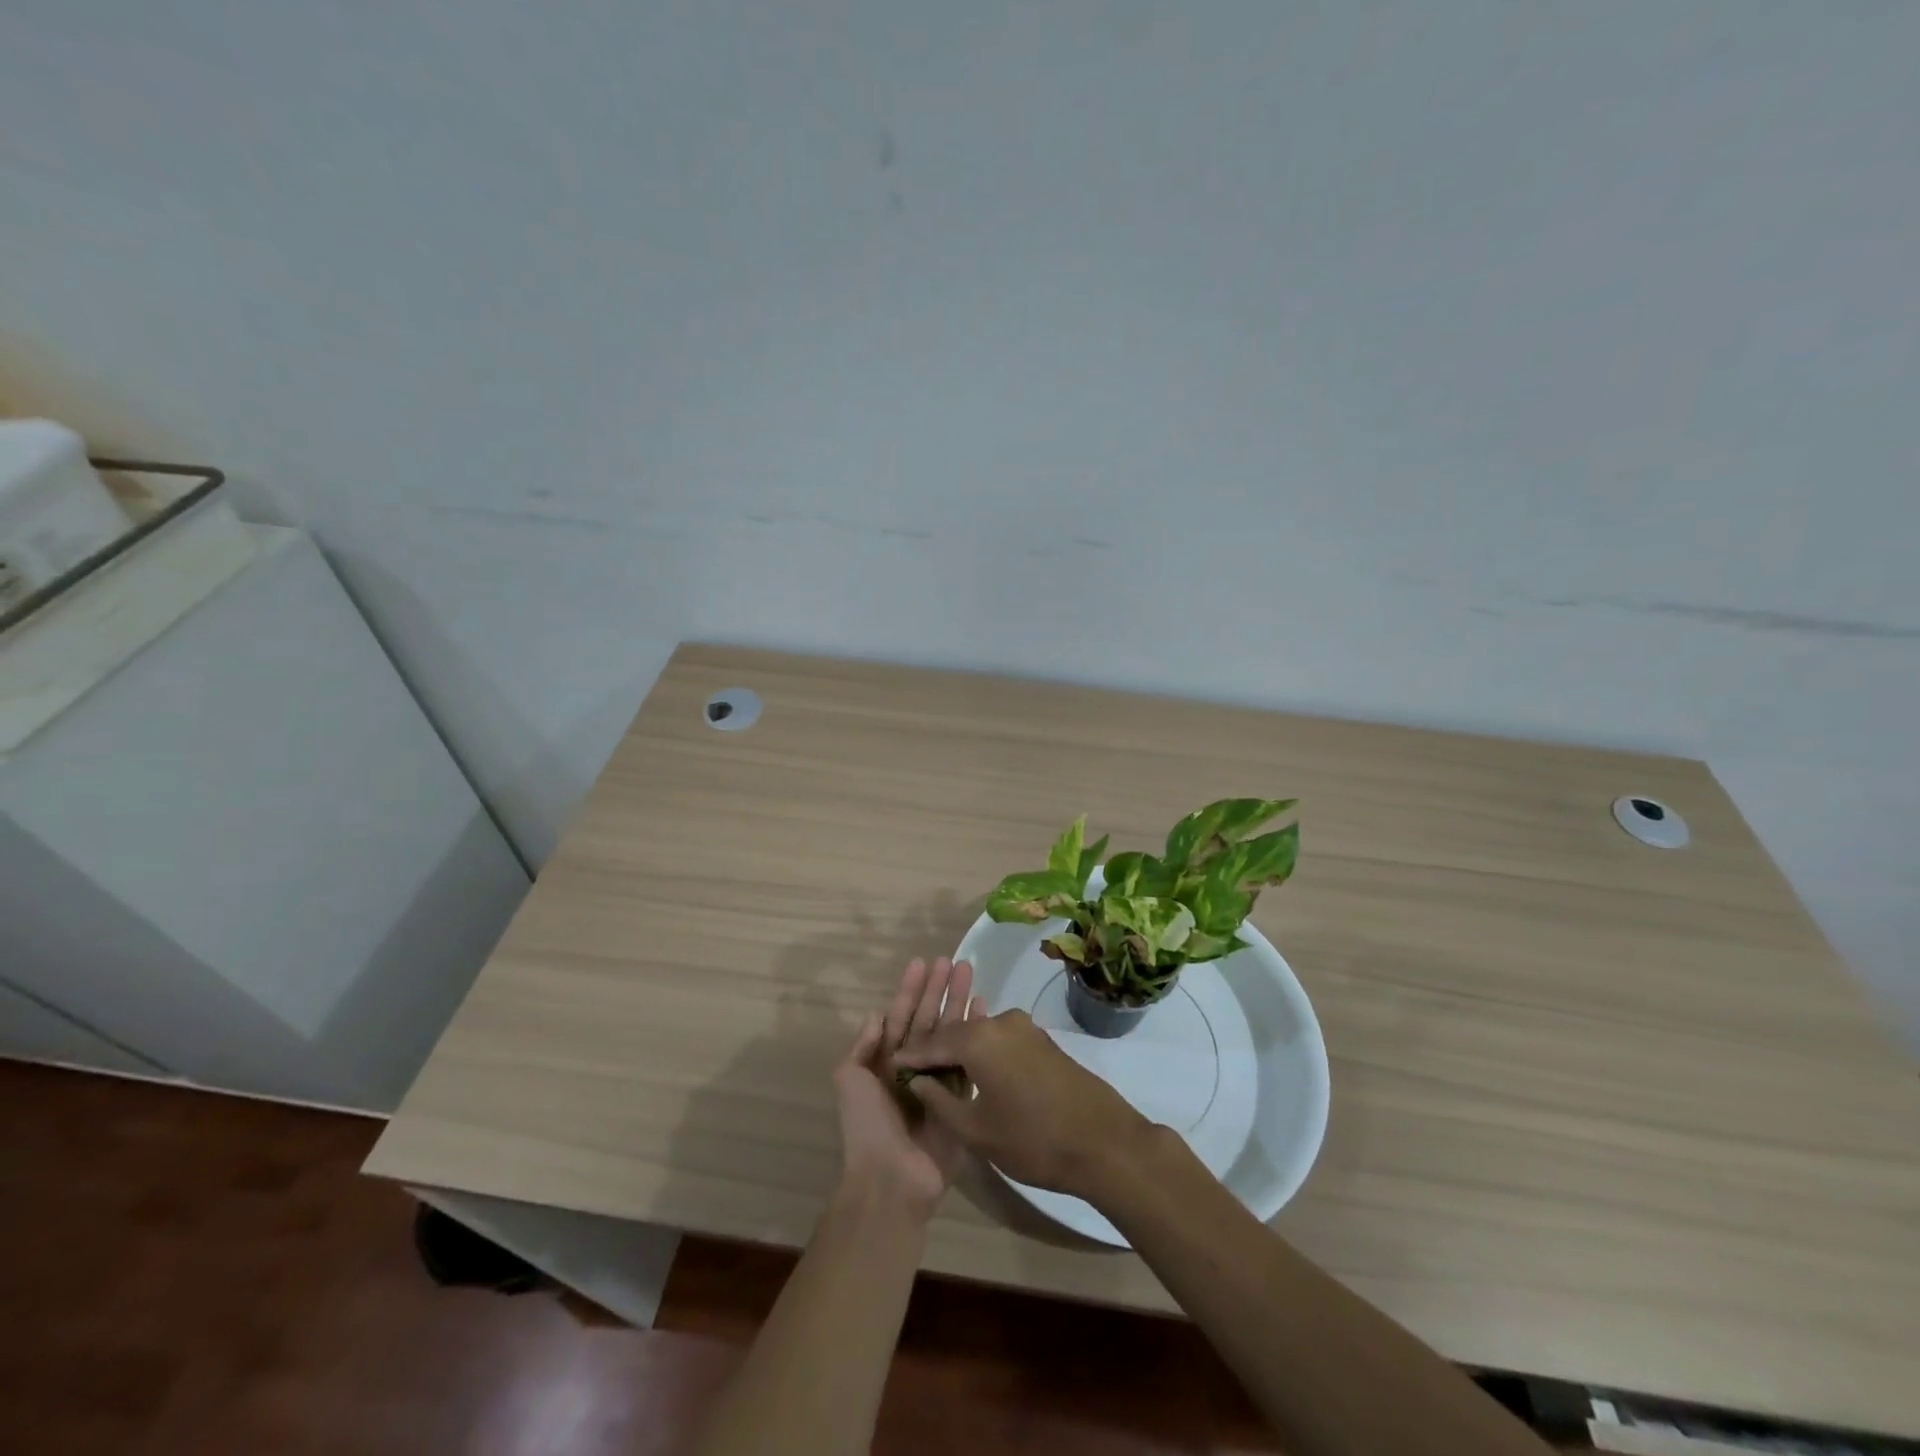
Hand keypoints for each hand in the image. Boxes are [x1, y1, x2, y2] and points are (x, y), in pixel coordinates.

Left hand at [832, 956, 976, 1216]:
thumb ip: (863, 1045)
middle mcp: (913, 1065)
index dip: (910, 989)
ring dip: (959, 1004)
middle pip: (929, 1018)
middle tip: (955, 961)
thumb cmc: (867, 1125)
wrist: (891, 1178)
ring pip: (950, 1033)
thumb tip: (876, 1013)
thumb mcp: (849, 1079)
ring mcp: (938, 1081)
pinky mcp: (960, 1098)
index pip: (900, 1015)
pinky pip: (969, 1060)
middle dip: (940, 989)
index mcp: (885, 1061)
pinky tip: (984, 1011)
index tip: (922, 962)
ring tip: (971, 975)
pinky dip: (976, 1035)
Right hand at [893, 1008, 1155, 1200]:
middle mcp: (999, 1021)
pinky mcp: (1042, 1039)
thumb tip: (917, 1081)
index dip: (911, 1056)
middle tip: (915, 1069)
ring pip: (980, 1034)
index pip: (932, 1042)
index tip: (892, 1067)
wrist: (1103, 1140)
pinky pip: (1001, 1039)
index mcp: (978, 1039)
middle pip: (956, 1032)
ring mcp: (1025, 1027)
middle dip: (935, 1050)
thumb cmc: (1032, 1140)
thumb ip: (940, 1101)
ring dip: (961, 1050)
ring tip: (944, 1072)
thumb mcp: (976, 1131)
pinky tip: (978, 1073)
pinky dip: (984, 1052)